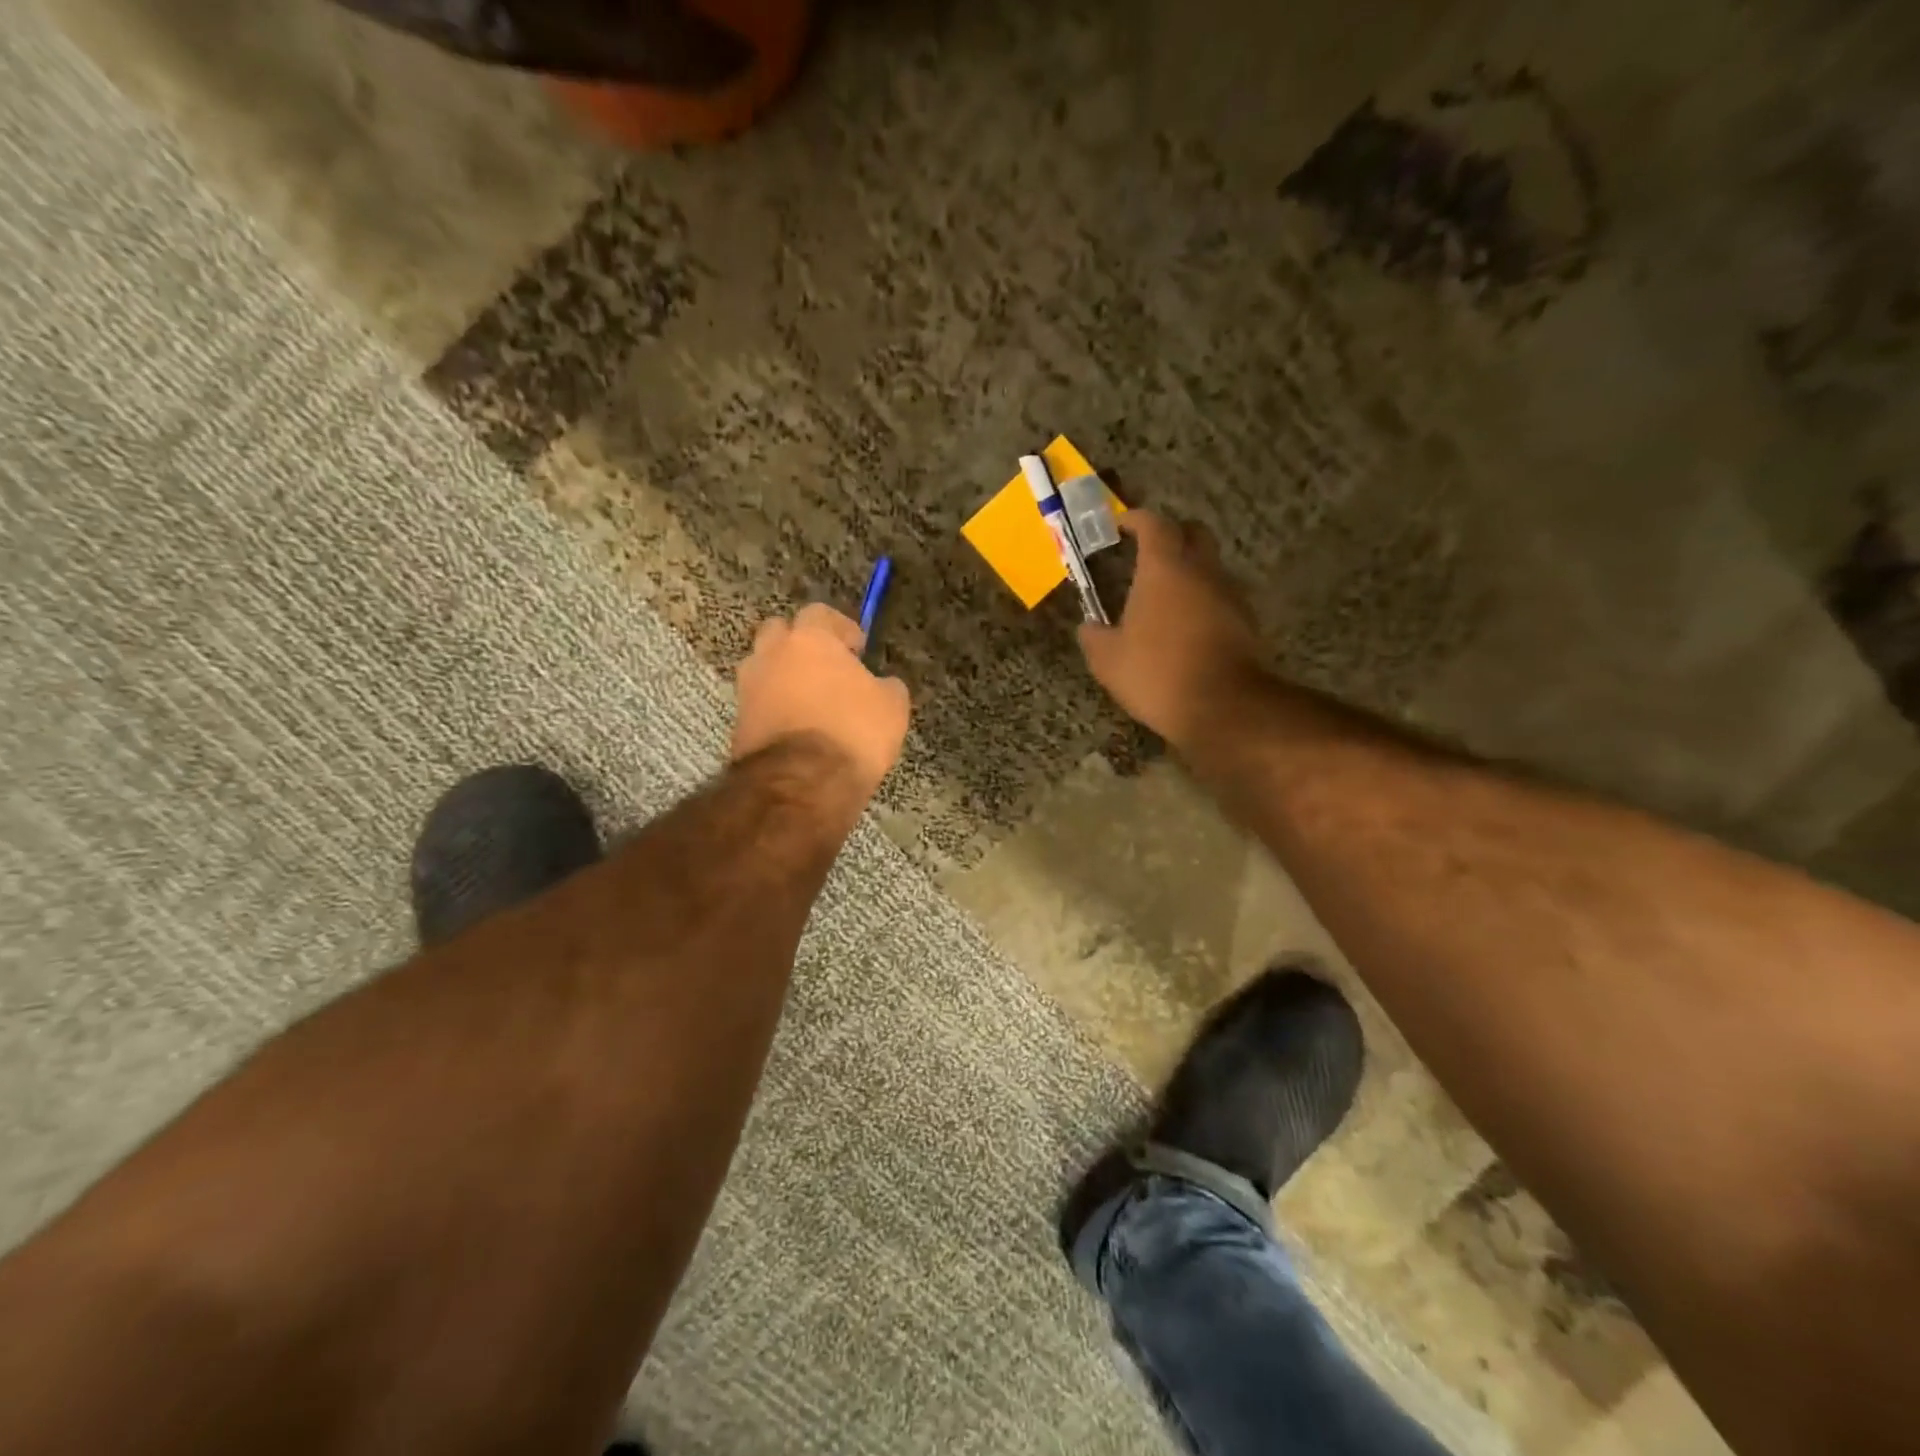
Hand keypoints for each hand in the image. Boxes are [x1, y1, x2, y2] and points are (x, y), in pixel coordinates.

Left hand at [732, 603, 911, 797]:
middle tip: (825, 667)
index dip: (840, 628)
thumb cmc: (853, 732)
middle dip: (800, 645)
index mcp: (809, 639)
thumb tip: (881, 684)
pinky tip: (797, 727)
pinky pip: (759, 703)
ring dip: (784, 677)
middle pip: (780, 633)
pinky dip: (775, 708)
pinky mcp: (738, 722)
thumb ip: (885, 685)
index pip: (819, 613)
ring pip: (765, 668)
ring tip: (810, 701)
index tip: (856, 648)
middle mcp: (771, 654)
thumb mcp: (892, 706)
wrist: (801, 784)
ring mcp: (749, 688)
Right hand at [1078, 510, 1265, 749]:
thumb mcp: (1108, 660)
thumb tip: (1089, 628)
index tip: (1121, 524)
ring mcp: (1229, 594)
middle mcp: (1202, 571)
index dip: (1136, 519)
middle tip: (1148, 552)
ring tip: (1164, 597)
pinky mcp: (1246, 621)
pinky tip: (1185, 626)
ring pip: (1210, 566)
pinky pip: (1220, 597)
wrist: (1223, 706)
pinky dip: (1202, 601)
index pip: (1154, 524)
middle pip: (1193, 533)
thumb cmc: (1157, 673)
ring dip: (1189, 571)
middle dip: (1172, 534)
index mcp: (1164, 568)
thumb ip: (1094, 637)